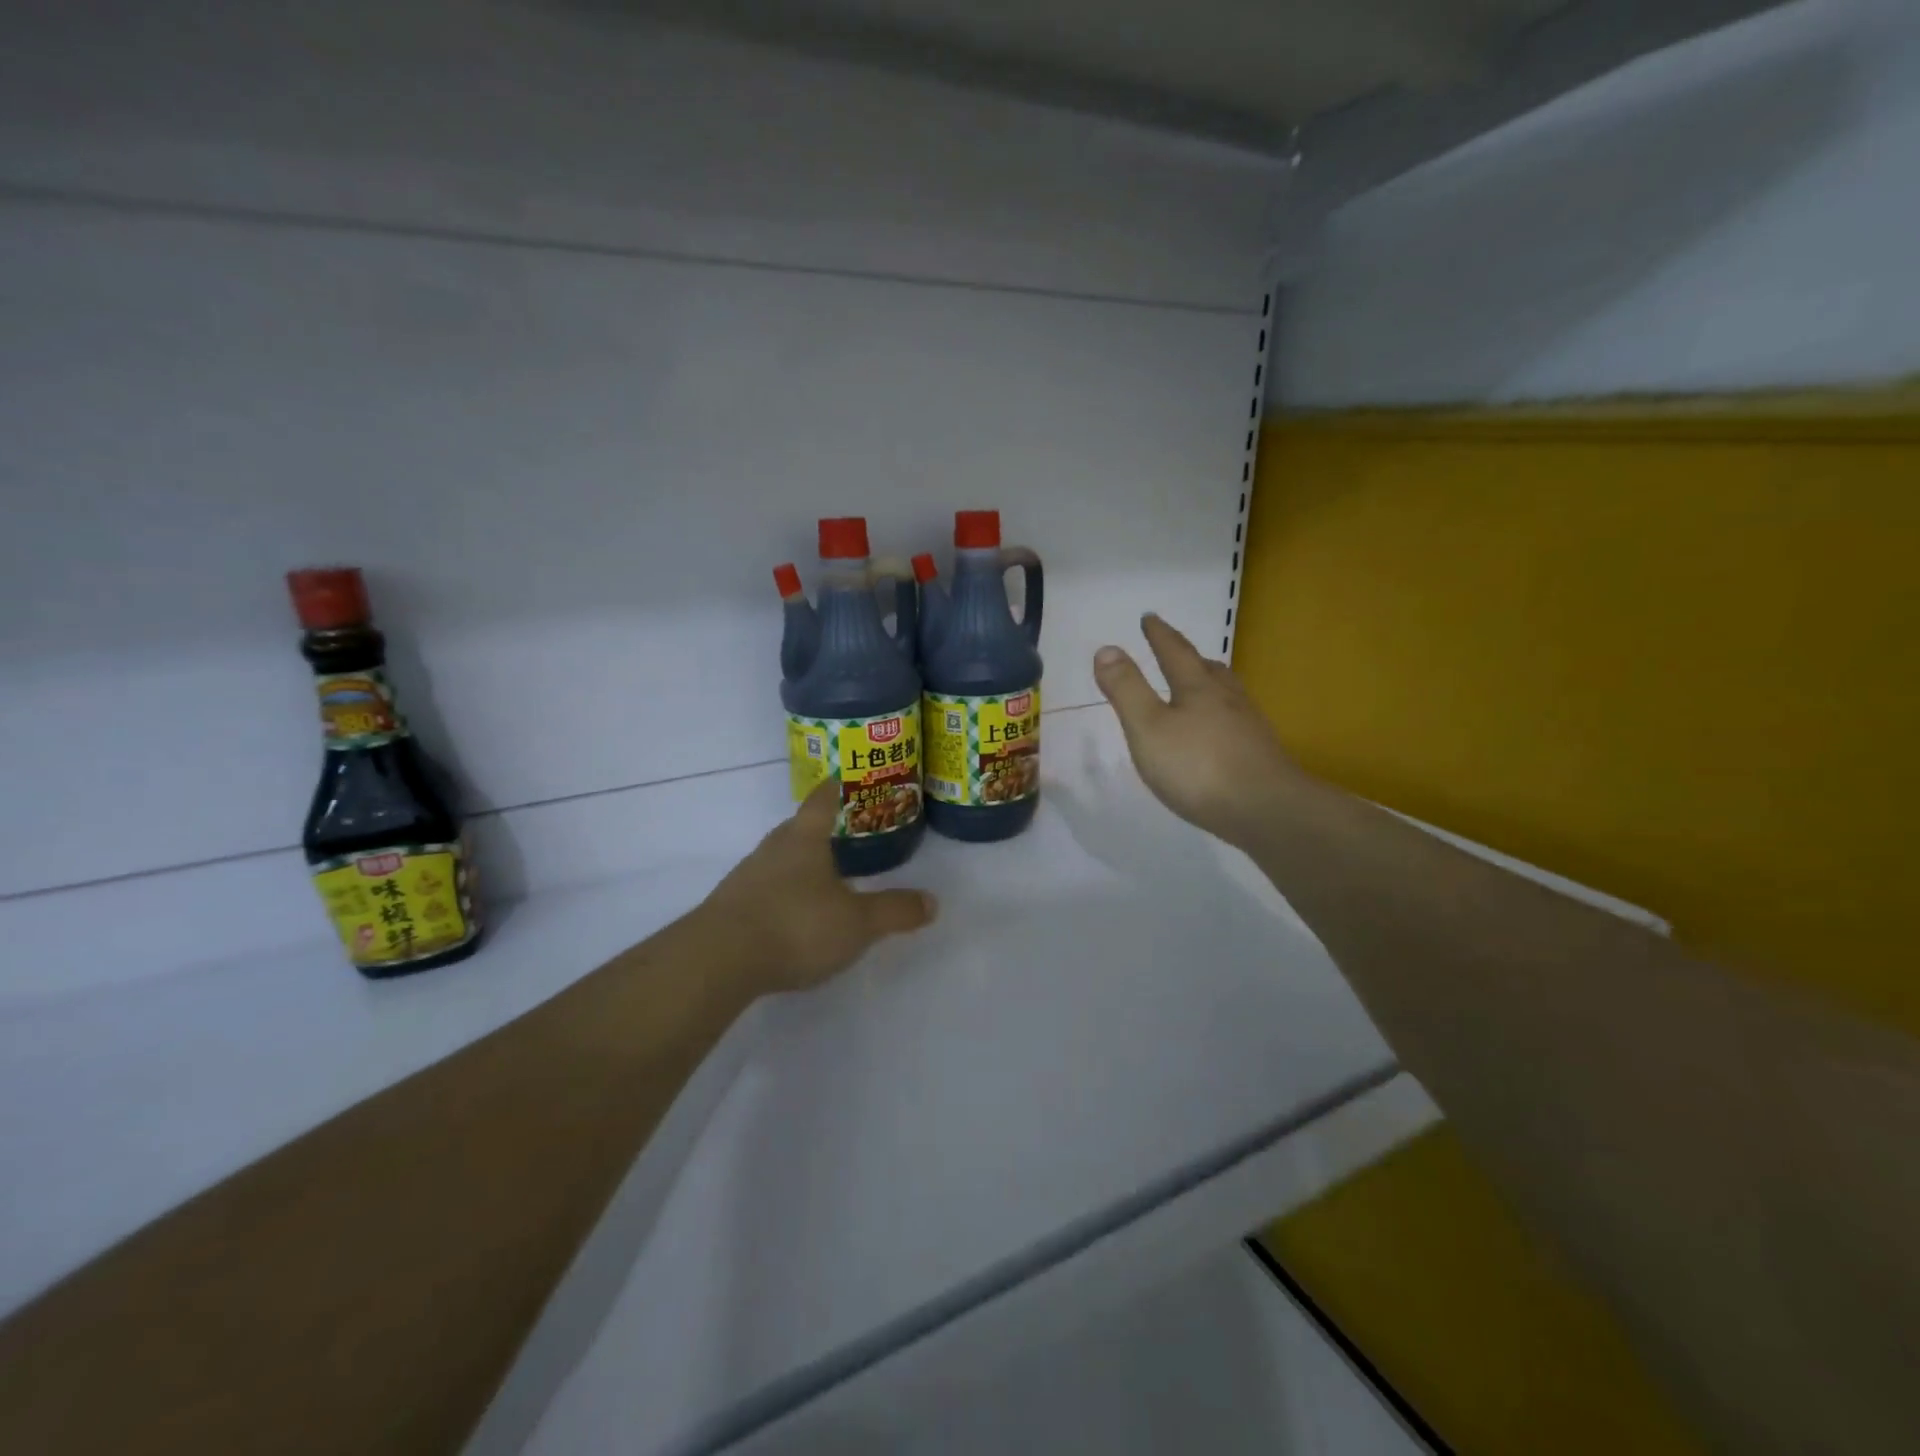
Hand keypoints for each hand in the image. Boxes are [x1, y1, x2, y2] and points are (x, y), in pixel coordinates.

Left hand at [701, 783, 936, 992]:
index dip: (834, 789)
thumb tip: (932, 902)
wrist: (719, 961)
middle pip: (796, 829)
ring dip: (797, 865)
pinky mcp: (729, 908)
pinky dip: (779, 894)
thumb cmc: (796, 926)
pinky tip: (791, 915)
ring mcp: (746, 878)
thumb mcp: (857, 923)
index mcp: (804, 840)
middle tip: (839, 834)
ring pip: (777, 861)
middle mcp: (772, 849)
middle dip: (816, 830)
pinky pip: (762, 890)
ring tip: (819, 878)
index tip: (840, 779)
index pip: (821, 801)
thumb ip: (894, 911)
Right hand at [1093, 614, 1306, 849]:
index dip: (1159, 635)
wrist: (1265, 810)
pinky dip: (1222, 718)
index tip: (1149, 618)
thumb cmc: (1198, 766)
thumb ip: (1127, 690)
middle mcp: (1228, 701)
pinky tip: (1219, 735)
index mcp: (1198, 689)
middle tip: (1179, 650)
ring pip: (1228, 695)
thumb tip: (1107, 648)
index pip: (1175, 653)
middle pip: (1208, 670)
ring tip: (1202, 686)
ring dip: (1211, 685)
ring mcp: (1249, 728)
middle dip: (1189, 658)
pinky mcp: (1260, 756)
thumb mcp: (1148, 727)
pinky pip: (1237, 724)